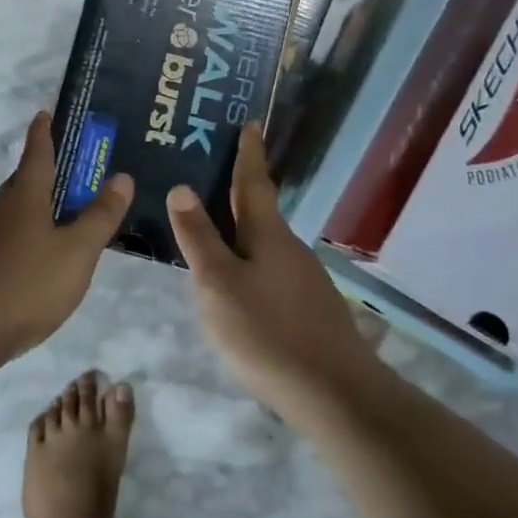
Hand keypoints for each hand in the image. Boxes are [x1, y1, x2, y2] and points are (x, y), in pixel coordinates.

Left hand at [0, 112, 133, 367]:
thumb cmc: (23, 286)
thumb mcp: (75, 253)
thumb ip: (100, 217)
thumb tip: (122, 176)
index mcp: (24, 197)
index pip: (37, 152)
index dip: (44, 131)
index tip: (45, 113)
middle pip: (23, 181)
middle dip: (46, 173)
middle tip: (74, 173)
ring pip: (12, 212)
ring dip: (35, 208)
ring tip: (61, 220)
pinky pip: (3, 239)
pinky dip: (22, 237)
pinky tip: (34, 261)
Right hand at [168, 124, 383, 427]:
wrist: (336, 395)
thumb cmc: (267, 332)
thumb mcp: (217, 284)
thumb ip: (199, 237)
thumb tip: (181, 187)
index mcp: (268, 234)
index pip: (253, 182)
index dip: (249, 153)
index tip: (252, 122)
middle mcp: (291, 248)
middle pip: (261, 212)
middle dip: (240, 191)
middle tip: (215, 173)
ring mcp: (306, 280)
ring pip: (267, 244)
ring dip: (244, 231)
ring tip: (216, 230)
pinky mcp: (311, 309)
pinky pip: (274, 271)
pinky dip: (253, 262)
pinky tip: (241, 284)